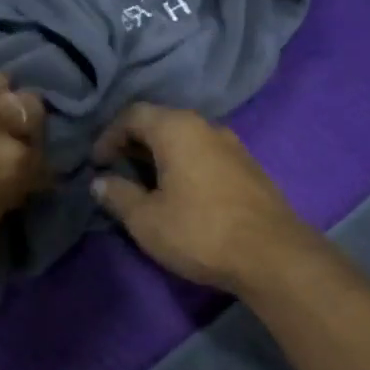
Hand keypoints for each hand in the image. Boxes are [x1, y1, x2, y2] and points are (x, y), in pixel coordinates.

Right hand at [91, 104, 311, 292]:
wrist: (272, 255)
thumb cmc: (199, 232)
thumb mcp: (146, 219)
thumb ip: (117, 195)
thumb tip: (100, 182)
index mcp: (178, 129)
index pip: (134, 114)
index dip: (109, 135)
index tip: (97, 163)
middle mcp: (207, 127)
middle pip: (162, 123)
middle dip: (134, 144)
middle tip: (116, 171)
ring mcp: (233, 146)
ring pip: (186, 140)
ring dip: (160, 157)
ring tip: (145, 185)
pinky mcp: (248, 168)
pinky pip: (205, 156)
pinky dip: (183, 166)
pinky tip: (179, 194)